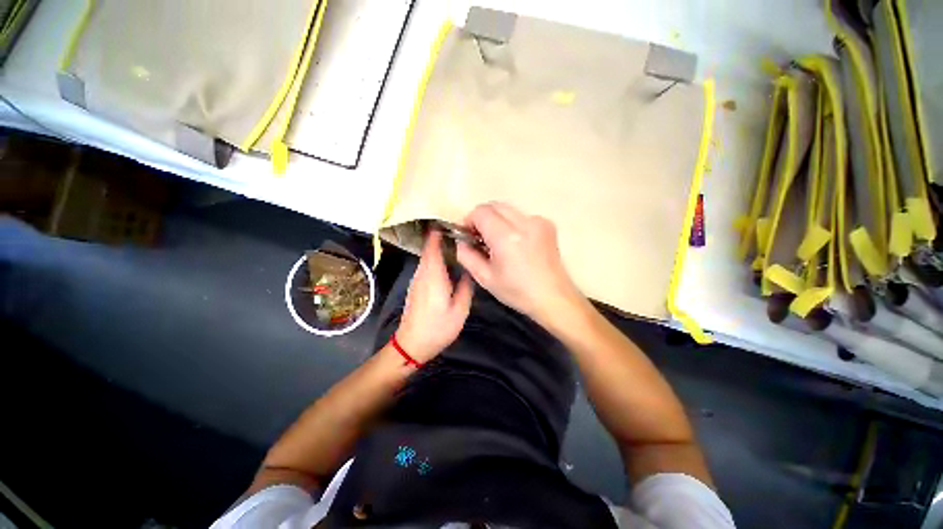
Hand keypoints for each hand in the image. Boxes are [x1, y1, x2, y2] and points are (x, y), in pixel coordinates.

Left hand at [396, 230, 474, 361]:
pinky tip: (446, 262)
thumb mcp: (460, 310)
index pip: (432, 246)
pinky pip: (426, 266)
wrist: (411, 344)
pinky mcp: (415, 286)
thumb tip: (469, 271)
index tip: (450, 223)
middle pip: (429, 249)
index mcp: (433, 275)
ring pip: (427, 257)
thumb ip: (466, 288)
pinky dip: (434, 259)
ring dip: (437, 248)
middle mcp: (422, 273)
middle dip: (441, 238)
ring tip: (456, 244)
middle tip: (459, 233)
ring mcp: (417, 280)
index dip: (438, 232)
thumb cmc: (437, 328)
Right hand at [456, 202, 583, 327]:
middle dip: (482, 218)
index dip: (469, 220)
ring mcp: (538, 221)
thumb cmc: (517, 292)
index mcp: (506, 237)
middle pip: (494, 205)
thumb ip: (466, 255)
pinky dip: (512, 224)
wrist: (554, 297)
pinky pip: (521, 216)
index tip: (467, 235)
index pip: (480, 212)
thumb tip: (460, 241)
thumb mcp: (485, 278)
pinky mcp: (547, 224)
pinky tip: (515, 243)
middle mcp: (524, 222)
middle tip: (479, 238)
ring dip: (497, 220)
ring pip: (507, 209)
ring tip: (497, 242)